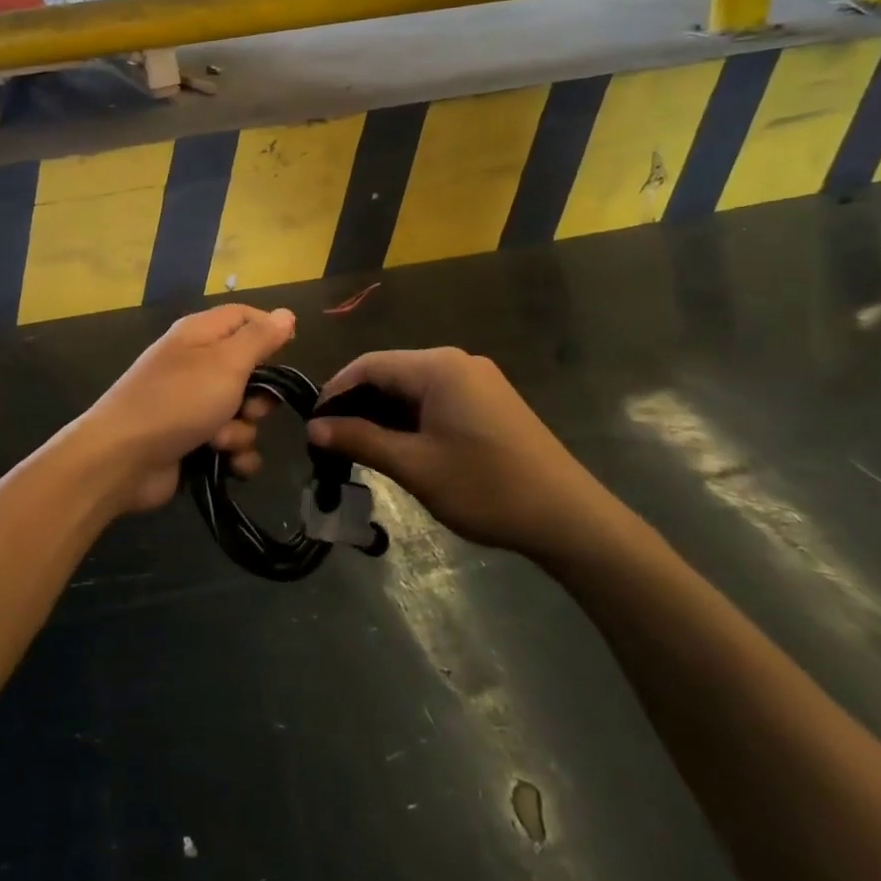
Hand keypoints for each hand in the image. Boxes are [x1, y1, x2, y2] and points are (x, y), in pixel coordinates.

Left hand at [74, 305, 294, 515]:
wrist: (122, 459)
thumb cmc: (178, 401)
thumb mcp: (226, 363)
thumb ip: (259, 338)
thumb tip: (285, 314)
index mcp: (200, 334)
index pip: (244, 317)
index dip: (269, 330)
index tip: (290, 352)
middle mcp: (196, 364)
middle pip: (249, 370)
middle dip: (259, 396)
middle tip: (250, 408)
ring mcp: (192, 405)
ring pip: (242, 413)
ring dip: (242, 431)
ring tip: (221, 441)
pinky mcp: (191, 441)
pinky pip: (230, 444)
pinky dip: (234, 455)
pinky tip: (229, 465)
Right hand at [307, 348, 617, 559]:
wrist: (568, 518)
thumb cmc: (485, 487)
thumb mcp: (415, 466)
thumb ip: (361, 440)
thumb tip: (314, 427)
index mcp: (438, 367)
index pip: (370, 364)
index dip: (335, 390)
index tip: (312, 423)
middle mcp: (457, 362)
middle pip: (391, 372)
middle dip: (358, 403)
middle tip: (332, 440)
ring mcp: (478, 380)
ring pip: (413, 388)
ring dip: (383, 413)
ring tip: (359, 447)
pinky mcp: (490, 401)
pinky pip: (436, 398)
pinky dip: (410, 418)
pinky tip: (399, 445)